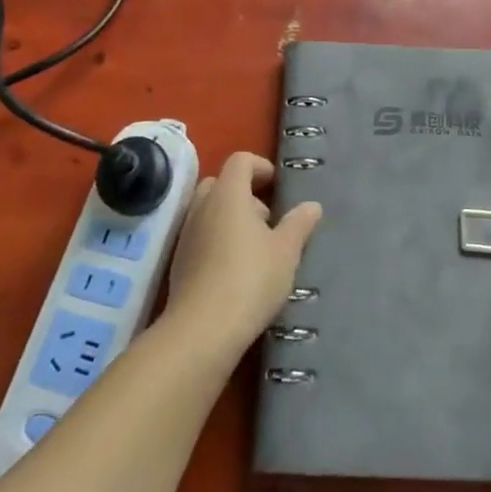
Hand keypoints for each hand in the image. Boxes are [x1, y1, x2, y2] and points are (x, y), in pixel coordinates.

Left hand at [162, 152, 321, 360]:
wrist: (202, 331)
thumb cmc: (250, 279)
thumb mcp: (286, 252)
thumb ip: (299, 224)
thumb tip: (312, 205)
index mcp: (228, 194)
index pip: (240, 160)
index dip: (260, 166)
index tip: (276, 185)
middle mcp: (202, 206)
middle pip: (220, 183)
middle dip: (243, 193)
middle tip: (266, 219)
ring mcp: (186, 234)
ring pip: (208, 210)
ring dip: (230, 218)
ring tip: (255, 248)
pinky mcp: (178, 262)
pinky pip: (200, 236)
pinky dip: (216, 240)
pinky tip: (235, 270)